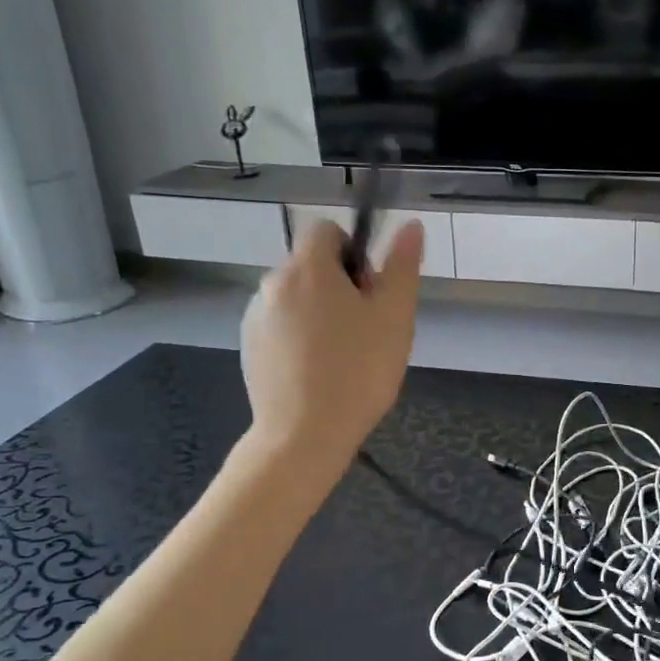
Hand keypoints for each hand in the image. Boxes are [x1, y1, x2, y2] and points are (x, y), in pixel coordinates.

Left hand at [240, 218, 423, 479]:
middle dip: (339, 286)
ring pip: (296, 297)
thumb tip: (410, 225)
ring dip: (318, 311)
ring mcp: (255, 316)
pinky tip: (316, 372)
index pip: (326, 230)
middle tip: (365, 331)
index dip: (354, 252)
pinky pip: (280, 325)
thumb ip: (402, 266)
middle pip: (311, 265)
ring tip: (341, 357)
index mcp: (308, 267)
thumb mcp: (394, 317)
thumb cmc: (358, 372)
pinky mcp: (249, 346)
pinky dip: (298, 336)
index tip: (370, 292)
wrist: (304, 435)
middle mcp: (273, 282)